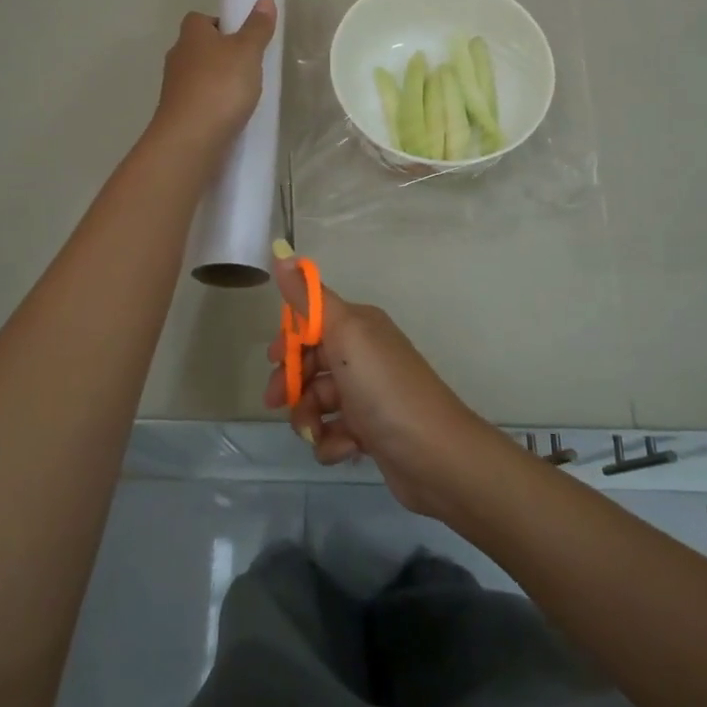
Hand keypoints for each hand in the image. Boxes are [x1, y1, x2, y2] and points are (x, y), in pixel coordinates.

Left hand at [151, 0, 275, 151]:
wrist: (190, 139)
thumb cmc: (220, 86)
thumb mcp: (247, 52)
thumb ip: (257, 27)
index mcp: (191, 35)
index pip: (200, 19)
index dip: (221, 24)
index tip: (242, 38)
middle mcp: (177, 58)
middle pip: (198, 48)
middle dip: (219, 55)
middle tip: (248, 66)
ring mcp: (174, 89)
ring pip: (197, 77)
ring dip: (215, 82)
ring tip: (242, 94)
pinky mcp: (177, 115)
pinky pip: (198, 102)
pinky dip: (212, 106)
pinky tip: (230, 116)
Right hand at [264, 249, 494, 517]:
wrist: (435, 454)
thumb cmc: (384, 388)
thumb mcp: (345, 333)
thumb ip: (310, 298)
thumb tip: (282, 251)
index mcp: (360, 326)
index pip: (312, 321)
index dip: (288, 340)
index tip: (272, 359)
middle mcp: (365, 354)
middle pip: (311, 362)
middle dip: (292, 383)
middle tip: (278, 402)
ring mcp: (368, 394)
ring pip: (318, 401)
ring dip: (309, 418)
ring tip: (317, 432)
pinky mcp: (371, 431)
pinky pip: (335, 432)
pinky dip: (333, 442)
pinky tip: (345, 449)